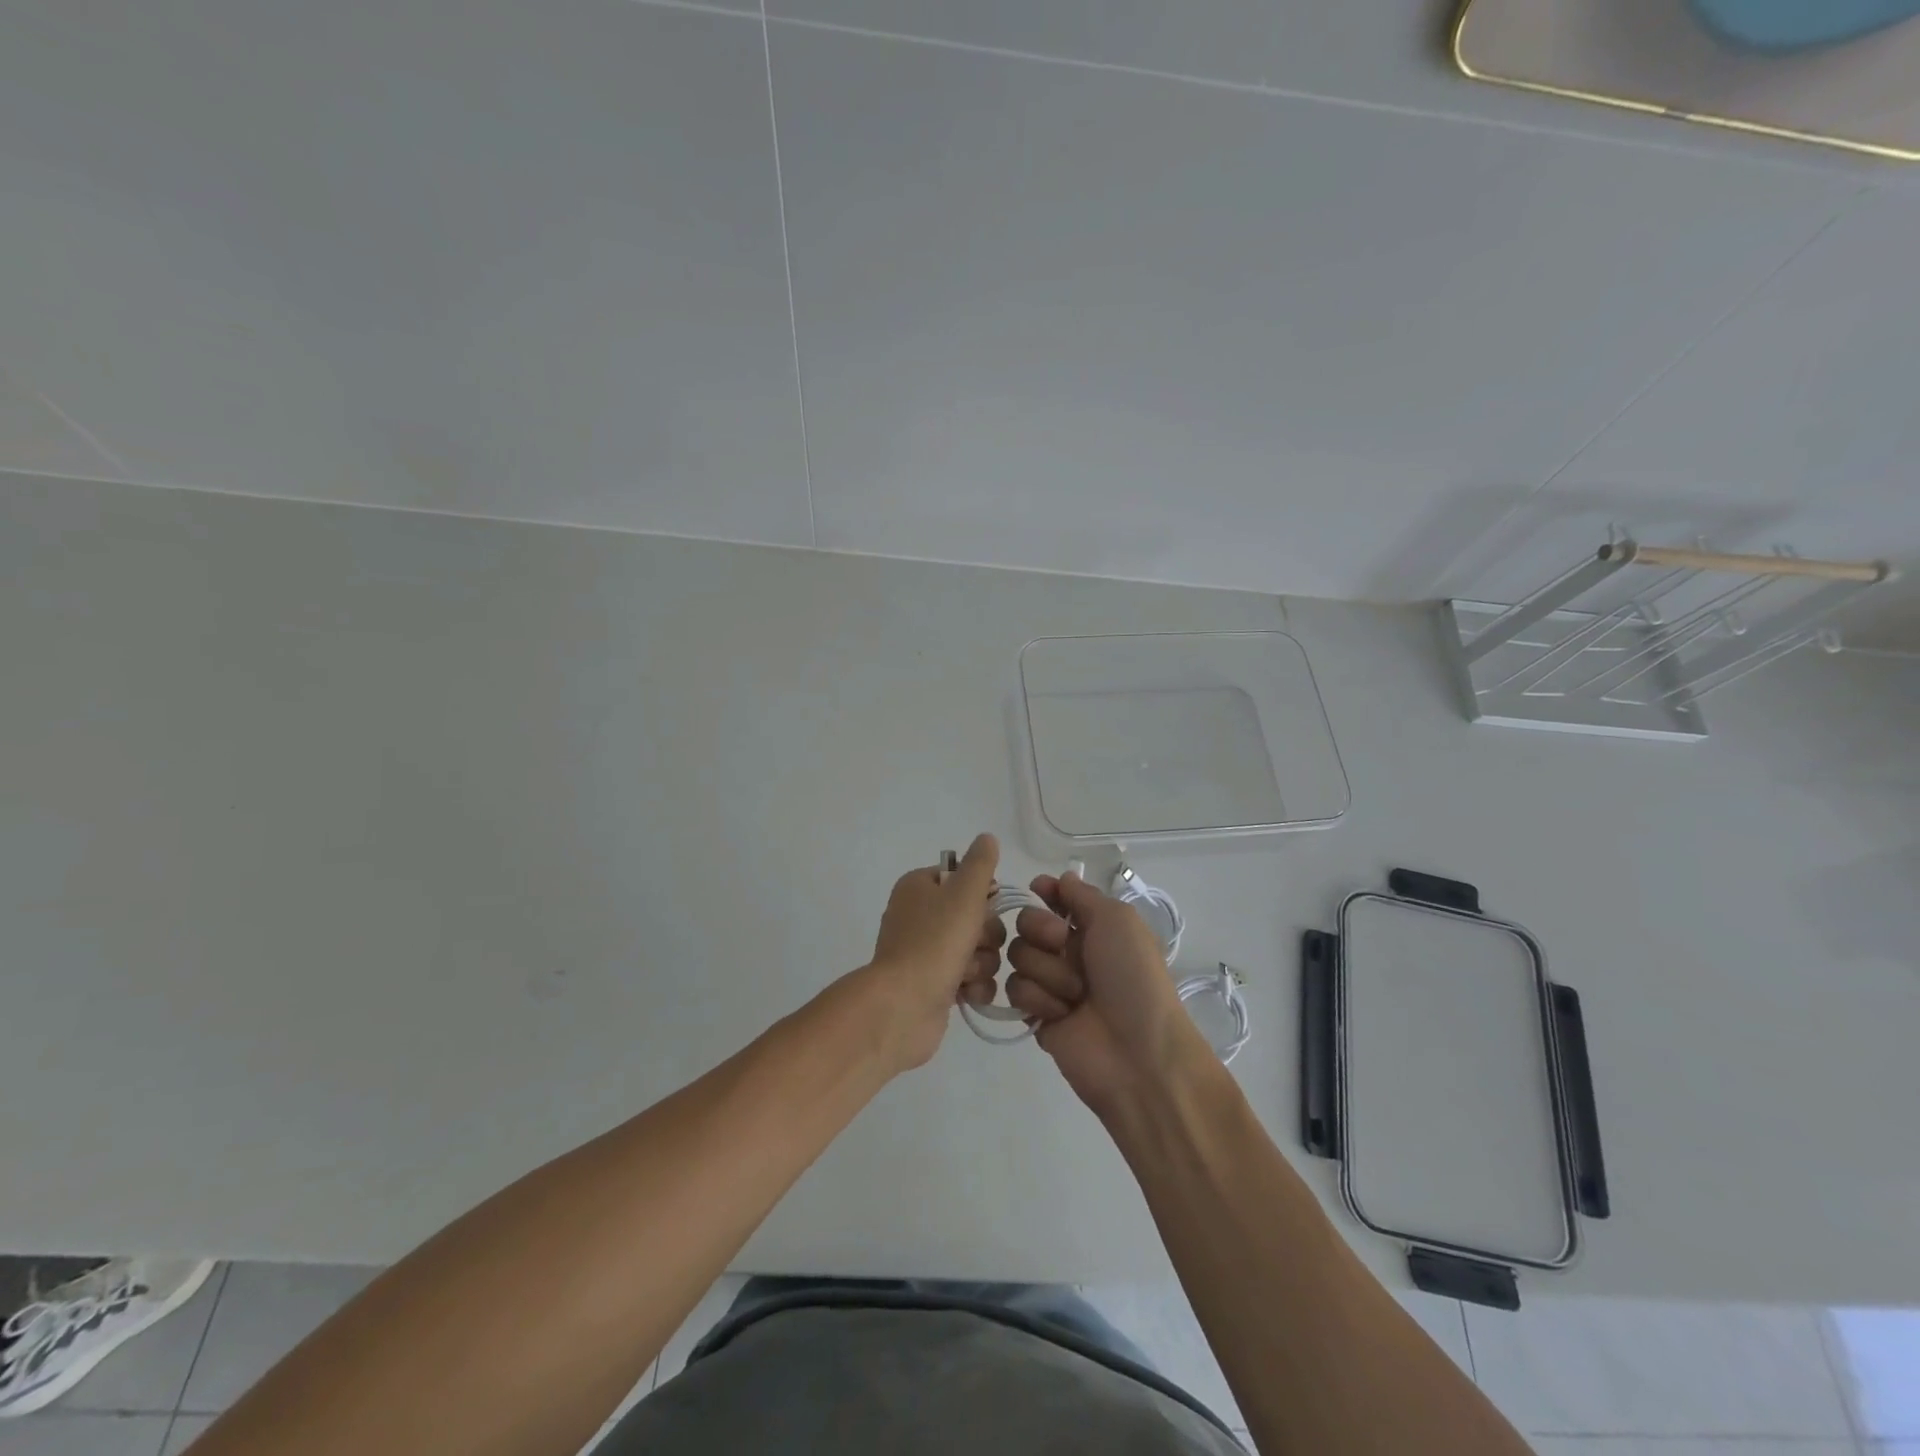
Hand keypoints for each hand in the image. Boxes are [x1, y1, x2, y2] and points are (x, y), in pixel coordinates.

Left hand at [856, 834, 1004, 1072]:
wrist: (904, 1006)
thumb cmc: (934, 942)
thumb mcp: (963, 893)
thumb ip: (980, 864)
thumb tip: (987, 838)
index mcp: (919, 887)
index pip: (962, 878)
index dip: (981, 893)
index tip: (986, 905)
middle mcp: (919, 916)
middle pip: (976, 916)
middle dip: (985, 934)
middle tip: (974, 943)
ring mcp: (925, 952)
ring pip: (978, 949)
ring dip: (981, 962)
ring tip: (966, 973)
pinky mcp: (934, 985)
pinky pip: (971, 978)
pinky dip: (974, 986)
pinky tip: (968, 993)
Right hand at [1005, 872, 1213, 1117]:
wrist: (1138, 1052)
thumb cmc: (1133, 978)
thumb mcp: (1118, 921)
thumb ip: (1083, 896)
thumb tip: (1061, 878)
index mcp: (1094, 927)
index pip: (1056, 898)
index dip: (1045, 892)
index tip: (1038, 889)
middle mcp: (1069, 951)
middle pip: (1027, 922)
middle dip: (1042, 930)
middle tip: (1064, 945)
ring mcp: (1051, 983)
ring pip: (1018, 955)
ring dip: (1047, 971)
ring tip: (1074, 994)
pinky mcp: (1036, 1015)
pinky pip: (1015, 990)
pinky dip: (1039, 999)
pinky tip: (1061, 1015)